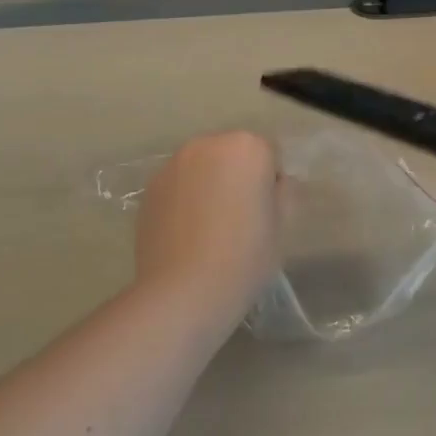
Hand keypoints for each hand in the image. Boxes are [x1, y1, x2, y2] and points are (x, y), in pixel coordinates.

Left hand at [134, 132, 281, 306]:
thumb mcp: (282, 225)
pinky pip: (179, 186)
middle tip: (240, 218)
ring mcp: (174, 165)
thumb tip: (276, 184)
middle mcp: (207, 144)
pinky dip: (186, 200)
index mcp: (247, 146)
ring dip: (210, 185)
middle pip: (232, 154)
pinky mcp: (150, 189)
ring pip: (203, 168)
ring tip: (211, 228)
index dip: (271, 183)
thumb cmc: (244, 255)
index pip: (269, 154)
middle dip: (238, 177)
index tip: (267, 213)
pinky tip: (187, 234)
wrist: (183, 291)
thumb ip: (284, 192)